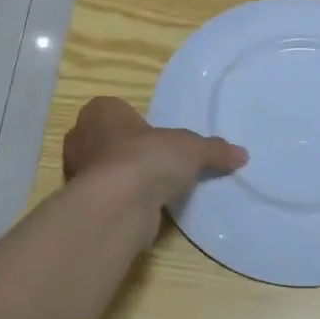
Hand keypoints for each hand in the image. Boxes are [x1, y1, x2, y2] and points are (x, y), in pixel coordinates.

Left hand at [63, 97, 246, 222]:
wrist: (119, 204)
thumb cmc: (148, 157)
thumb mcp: (191, 148)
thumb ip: (214, 150)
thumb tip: (242, 154)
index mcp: (100, 111)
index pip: (113, 110)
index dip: (133, 122)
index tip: (153, 136)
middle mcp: (81, 138)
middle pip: (104, 140)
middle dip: (124, 150)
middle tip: (155, 161)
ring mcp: (76, 173)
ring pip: (102, 170)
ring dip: (123, 178)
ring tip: (153, 188)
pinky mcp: (83, 204)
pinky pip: (107, 197)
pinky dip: (122, 202)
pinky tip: (144, 209)